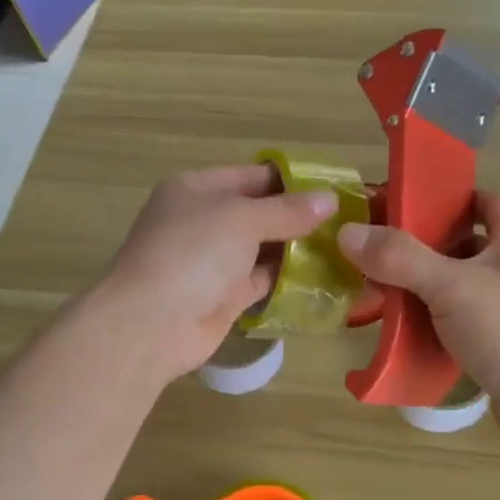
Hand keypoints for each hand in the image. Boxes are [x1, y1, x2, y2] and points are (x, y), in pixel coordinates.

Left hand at [100, 165, 336, 381]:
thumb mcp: (242, 219)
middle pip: (258, 213)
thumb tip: (330, 199)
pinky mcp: (223, 296)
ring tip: (343, 245)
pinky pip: (262, 280)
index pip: (251, 176)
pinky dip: (287, 279)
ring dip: (297, 248)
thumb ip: (287, 211)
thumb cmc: (192, 254)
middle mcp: (203, 221)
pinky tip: (322, 276)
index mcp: (196, 190)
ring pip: (262, 248)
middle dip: (298, 216)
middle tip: (347, 220)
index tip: (334, 187)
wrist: (151, 323)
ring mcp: (212, 261)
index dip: (291, 180)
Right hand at [336, 192, 499, 452]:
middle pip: (464, 247)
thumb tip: (348, 232)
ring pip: (458, 291)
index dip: (451, 197)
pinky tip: (403, 336)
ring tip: (379, 296)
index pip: (487, 202)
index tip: (408, 204)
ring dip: (422, 291)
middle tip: (377, 253)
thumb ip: (401, 258)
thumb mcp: (452, 287)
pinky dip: (432, 328)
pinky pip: (458, 328)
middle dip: (421, 248)